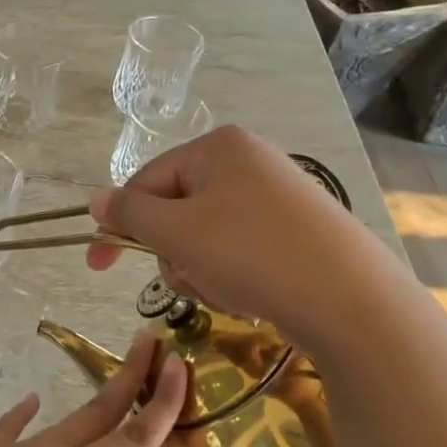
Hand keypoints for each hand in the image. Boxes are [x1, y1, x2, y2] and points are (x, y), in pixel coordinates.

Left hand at [0, 332, 189, 446]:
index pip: (128, 441)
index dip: (161, 407)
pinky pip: (11, 430)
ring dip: (95, 397)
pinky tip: (28, 402)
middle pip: (97, 413)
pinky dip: (25, 414)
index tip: (184, 367)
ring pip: (63, 419)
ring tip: (115, 377)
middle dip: (131, 379)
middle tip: (155, 343)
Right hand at [85, 124, 366, 340]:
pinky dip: (233, 276)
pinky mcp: (294, 231)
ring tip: (228, 290)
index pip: (146, 181)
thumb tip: (96, 200)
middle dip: (174, 253)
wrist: (349, 298)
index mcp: (217, 148)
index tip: (96, 265)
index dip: (118, 224)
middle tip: (191, 277)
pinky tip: (252, 295)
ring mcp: (275, 196)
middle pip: (176, 211)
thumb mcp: (176, 232)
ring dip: (202, 270)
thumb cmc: (251, 254)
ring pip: (205, 236)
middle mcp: (247, 162)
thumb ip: (129, 213)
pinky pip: (238, 250)